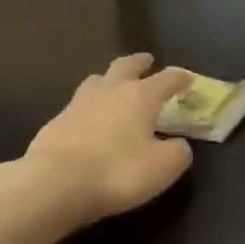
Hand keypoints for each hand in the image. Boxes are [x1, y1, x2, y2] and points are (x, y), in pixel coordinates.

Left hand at [24, 54, 194, 226]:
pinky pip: (78, 106)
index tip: (188, 80)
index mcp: (140, 96)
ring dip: (109, 80)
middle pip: (125, 66)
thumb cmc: (118, 171)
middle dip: (139, 63)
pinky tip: (90, 121)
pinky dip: (90, 108)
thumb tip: (178, 145)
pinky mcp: (56, 122)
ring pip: (97, 81)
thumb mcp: (163, 167)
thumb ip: (178, 152)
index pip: (166, 79)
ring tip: (114, 86)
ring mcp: (78, 104)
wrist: (56, 182)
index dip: (180, 79)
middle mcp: (109, 91)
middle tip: (147, 61)